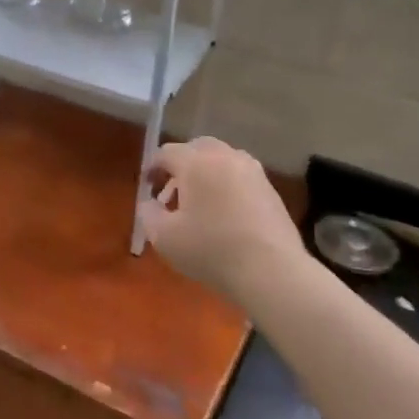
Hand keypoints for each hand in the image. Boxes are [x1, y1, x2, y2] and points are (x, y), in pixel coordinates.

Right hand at [140, 137, 304, 299]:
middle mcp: (225, 157)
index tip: (147, 185)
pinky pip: (240, 176)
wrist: (271, 271)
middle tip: (172, 189)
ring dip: (206, 173)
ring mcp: (252, 171)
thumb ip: (149, 214)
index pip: (167, 152)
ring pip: (222, 159)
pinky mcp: (270, 189)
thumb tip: (150, 203)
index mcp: (196, 163)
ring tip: (199, 202)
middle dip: (181, 164)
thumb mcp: (164, 237)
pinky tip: (224, 212)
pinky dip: (226, 185)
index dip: (152, 166)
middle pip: (197, 148)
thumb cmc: (211, 250)